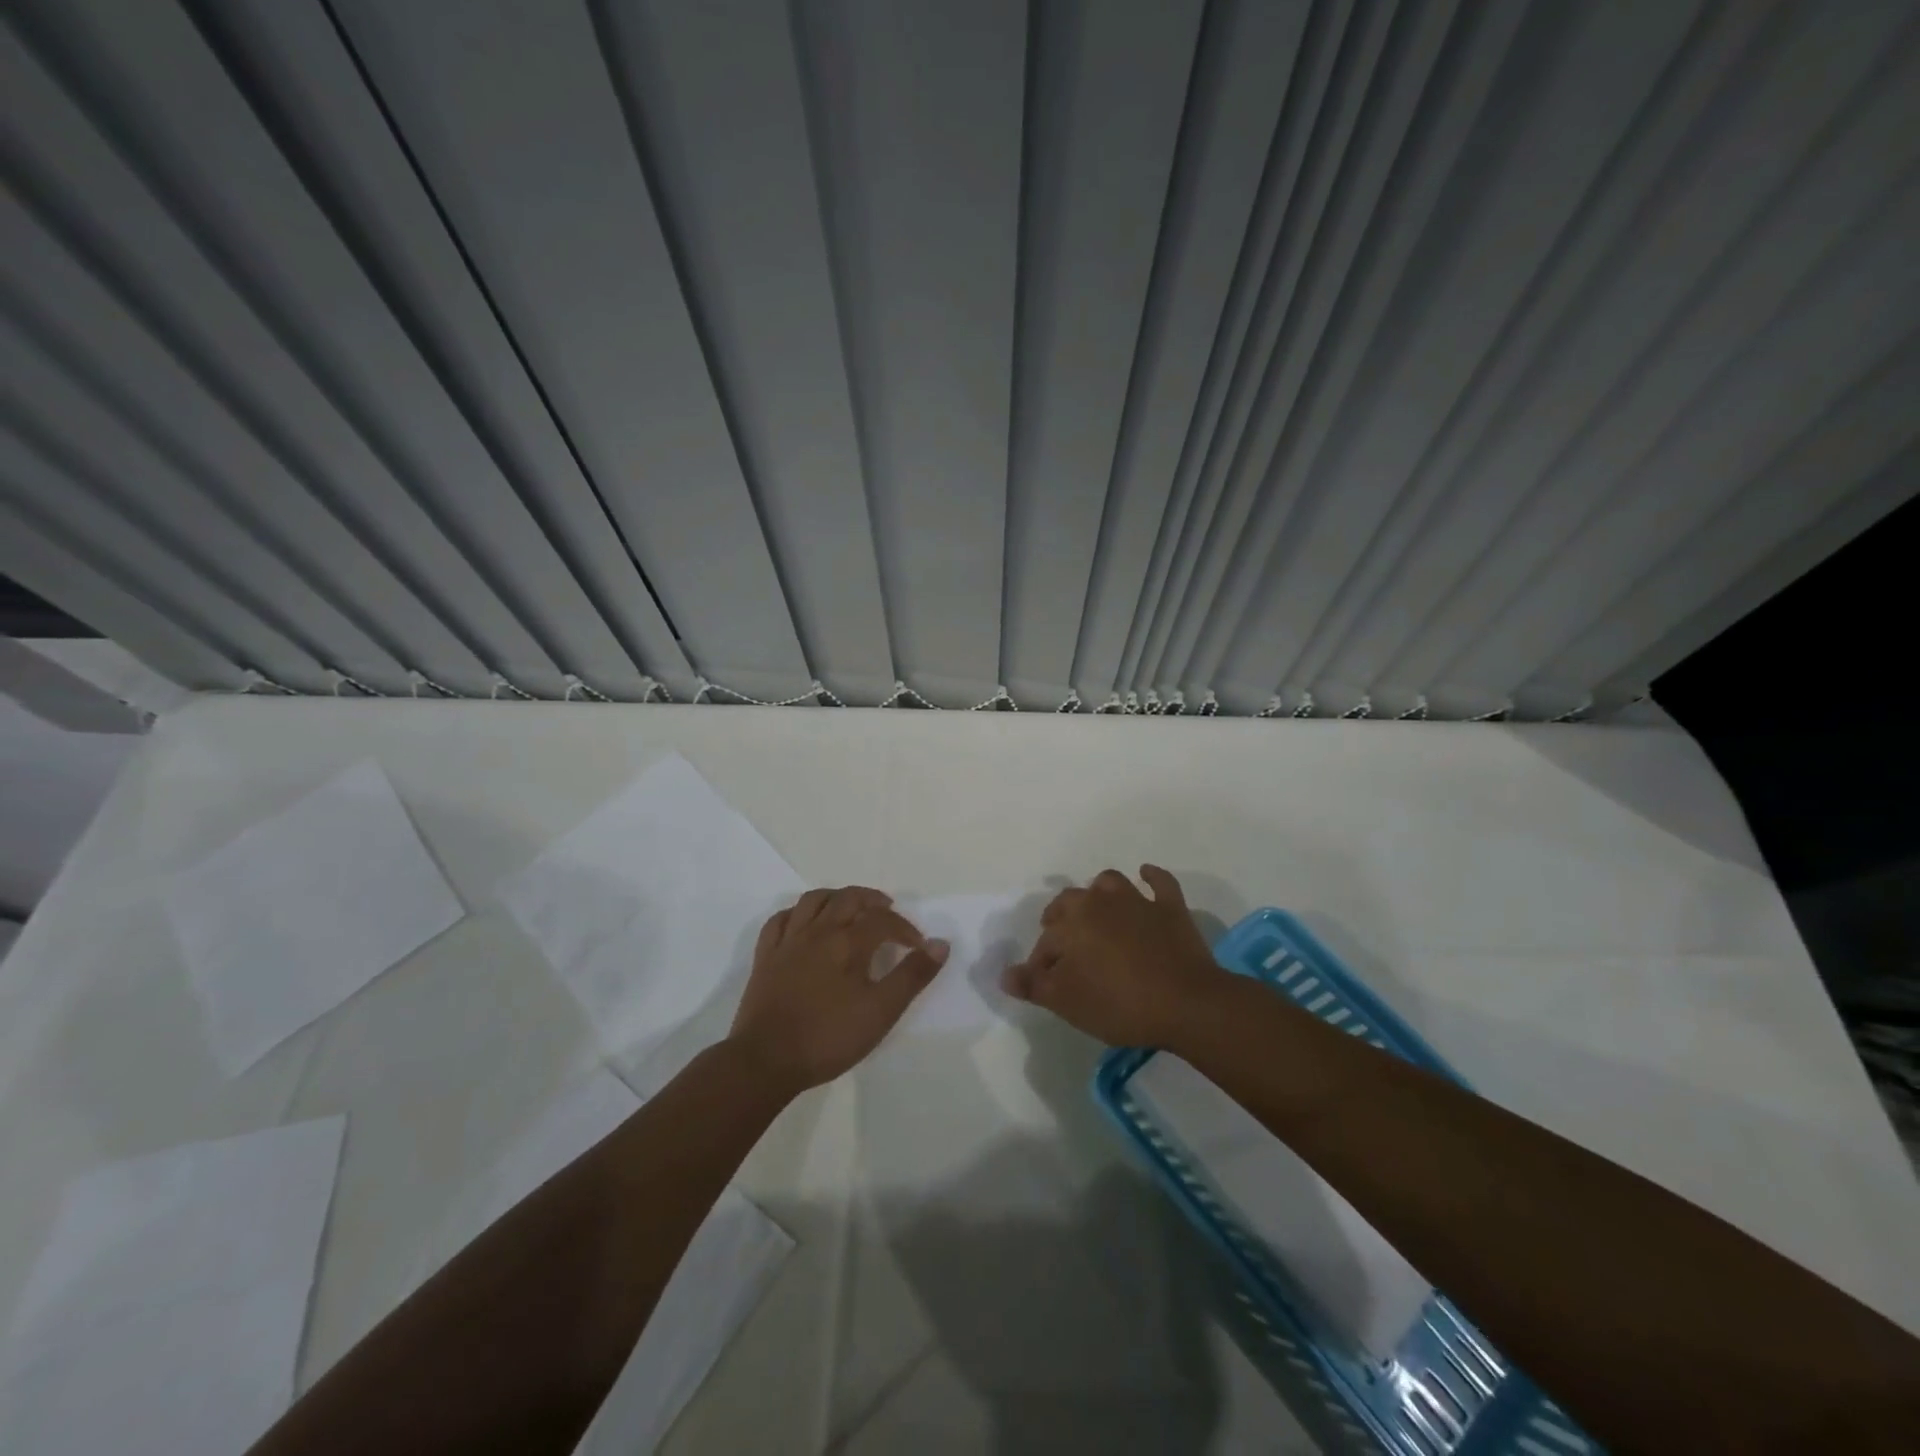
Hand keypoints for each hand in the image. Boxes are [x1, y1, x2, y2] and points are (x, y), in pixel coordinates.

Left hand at [727, 887, 948, 1093]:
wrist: (766, 1060)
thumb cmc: (829, 1037)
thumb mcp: (881, 1011)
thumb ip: (912, 976)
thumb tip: (940, 944)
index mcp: (848, 942)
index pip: (883, 920)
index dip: (905, 928)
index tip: (918, 947)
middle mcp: (818, 931)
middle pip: (848, 898)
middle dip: (872, 900)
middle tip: (888, 910)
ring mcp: (788, 941)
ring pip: (814, 900)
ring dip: (837, 897)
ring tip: (850, 908)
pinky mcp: (766, 957)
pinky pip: (780, 920)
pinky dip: (798, 913)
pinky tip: (805, 923)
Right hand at [1002, 866, 1226, 1046]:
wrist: (1186, 1003)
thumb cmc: (1119, 1003)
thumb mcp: (1067, 1002)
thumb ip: (1034, 985)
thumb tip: (1005, 974)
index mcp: (1072, 922)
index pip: (1046, 940)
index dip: (1041, 962)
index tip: (1043, 984)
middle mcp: (1100, 902)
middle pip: (1072, 901)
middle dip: (1060, 918)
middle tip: (1061, 941)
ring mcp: (1138, 901)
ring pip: (1110, 884)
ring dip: (1098, 893)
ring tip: (1096, 910)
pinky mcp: (1170, 908)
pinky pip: (1159, 882)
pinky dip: (1151, 877)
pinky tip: (1146, 875)